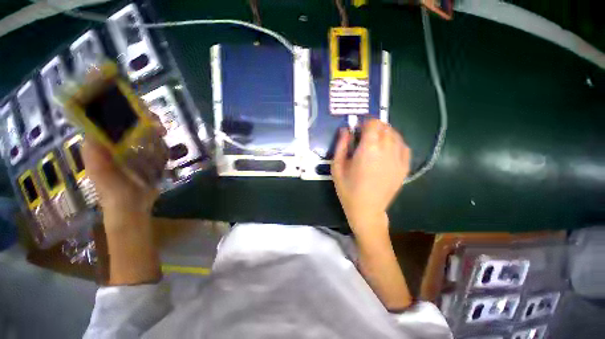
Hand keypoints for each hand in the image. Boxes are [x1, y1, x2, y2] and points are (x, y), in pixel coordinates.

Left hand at [81, 107, 165, 284]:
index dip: (107, 105)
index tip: (121, 95)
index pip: (100, 121)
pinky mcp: (143, 162)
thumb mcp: (105, 177)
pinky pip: (149, 146)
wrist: (133, 214)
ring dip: (147, 126)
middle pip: (121, 125)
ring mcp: (129, 156)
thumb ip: (96, 157)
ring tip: (159, 124)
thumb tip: (91, 132)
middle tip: (150, 113)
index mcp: (100, 150)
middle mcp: (112, 149)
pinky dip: (156, 140)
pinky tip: (163, 138)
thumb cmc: (117, 197)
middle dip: (134, 114)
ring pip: (137, 134)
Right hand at [332, 119, 410, 235]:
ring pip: (395, 135)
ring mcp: (399, 159)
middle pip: (385, 127)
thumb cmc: (348, 189)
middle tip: (364, 138)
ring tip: (375, 144)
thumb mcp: (337, 167)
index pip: (373, 123)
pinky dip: (395, 143)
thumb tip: (345, 130)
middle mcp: (387, 150)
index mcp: (369, 149)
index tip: (358, 131)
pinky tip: (387, 150)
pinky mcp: (405, 167)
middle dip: (374, 127)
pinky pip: (404, 146)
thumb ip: (341, 145)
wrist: (367, 210)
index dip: (365, 123)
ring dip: (384, 134)